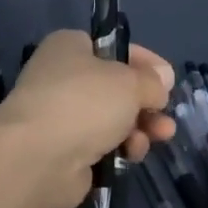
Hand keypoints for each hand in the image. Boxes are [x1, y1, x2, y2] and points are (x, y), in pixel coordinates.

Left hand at [0, 30, 176, 207]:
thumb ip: (152, 81)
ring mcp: (62, 117)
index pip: (115, 49)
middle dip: (147, 104)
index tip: (169, 80)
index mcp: (69, 48)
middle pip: (117, 89)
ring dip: (140, 128)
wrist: (37, 159)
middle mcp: (62, 79)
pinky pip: (103, 146)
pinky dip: (121, 149)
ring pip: (114, 119)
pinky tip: (131, 154)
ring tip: (158, 136)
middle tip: (166, 117)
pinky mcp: (65, 151)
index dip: (145, 63)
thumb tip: (163, 80)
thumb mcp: (129, 82)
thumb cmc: (84, 103)